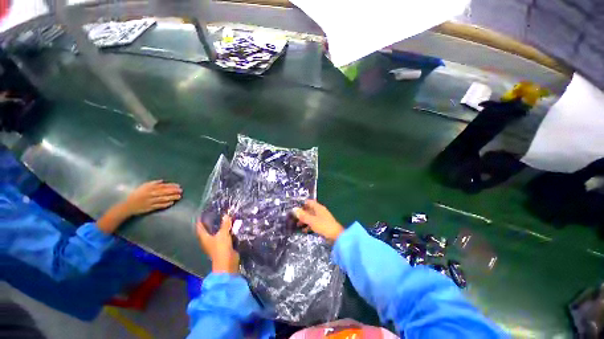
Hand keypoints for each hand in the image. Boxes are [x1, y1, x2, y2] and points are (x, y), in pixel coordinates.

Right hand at [97, 180, 181, 233]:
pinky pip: (159, 206)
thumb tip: (162, 181)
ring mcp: (150, 201)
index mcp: (149, 188)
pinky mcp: (150, 208)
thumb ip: (153, 183)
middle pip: (164, 192)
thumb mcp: (143, 187)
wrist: (127, 206)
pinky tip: (171, 203)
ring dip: (172, 197)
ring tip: (179, 197)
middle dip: (173, 191)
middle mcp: (150, 194)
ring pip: (163, 199)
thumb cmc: (136, 195)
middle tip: (181, 191)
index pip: (162, 186)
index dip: (171, 186)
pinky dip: (165, 204)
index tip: (178, 186)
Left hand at [196, 215, 239, 273]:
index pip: (200, 228)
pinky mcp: (223, 247)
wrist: (227, 262)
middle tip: (214, 216)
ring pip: (216, 234)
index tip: (201, 215)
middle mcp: (208, 241)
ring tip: (224, 220)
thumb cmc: (221, 247)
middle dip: (210, 224)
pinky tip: (230, 228)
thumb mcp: (223, 234)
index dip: (200, 222)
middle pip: (207, 231)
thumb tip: (226, 215)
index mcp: (205, 238)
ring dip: (220, 228)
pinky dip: (226, 232)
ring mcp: (215, 245)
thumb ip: (225, 225)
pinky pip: (223, 237)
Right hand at [293, 200, 343, 240]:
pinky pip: (314, 223)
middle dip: (302, 213)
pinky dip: (309, 226)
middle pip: (309, 210)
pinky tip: (304, 230)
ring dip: (305, 220)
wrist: (336, 236)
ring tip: (297, 225)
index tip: (295, 208)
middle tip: (294, 217)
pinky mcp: (323, 225)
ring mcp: (322, 218)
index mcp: (318, 208)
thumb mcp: (311, 220)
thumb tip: (294, 209)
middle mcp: (320, 211)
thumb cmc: (323, 226)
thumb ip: (303, 215)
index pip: (309, 202)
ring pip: (311, 217)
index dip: (302, 204)